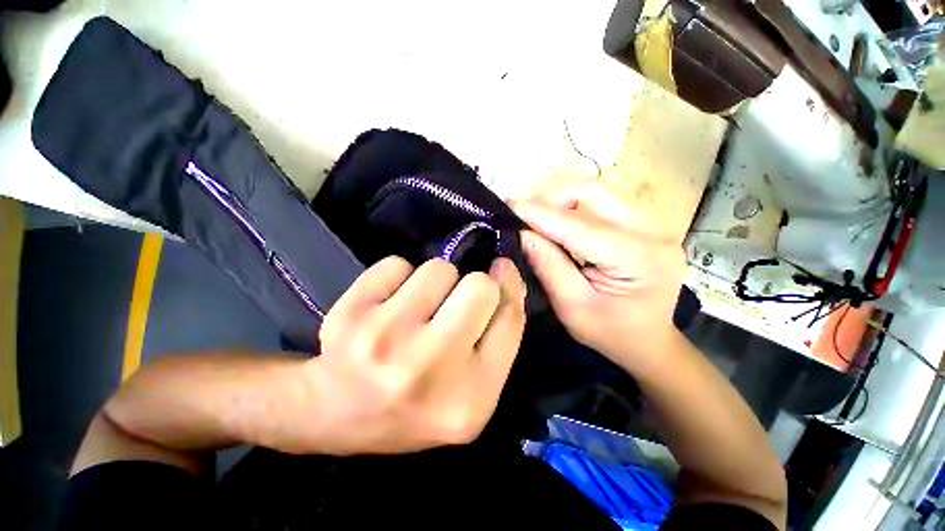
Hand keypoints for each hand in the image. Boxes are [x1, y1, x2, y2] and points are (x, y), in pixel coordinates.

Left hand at [294, 257, 525, 454]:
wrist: (337, 415)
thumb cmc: (416, 405)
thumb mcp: (473, 392)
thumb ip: (500, 338)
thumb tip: (509, 278)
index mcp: (470, 398)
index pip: (510, 317)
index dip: (511, 284)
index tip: (502, 270)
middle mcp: (428, 367)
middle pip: (479, 286)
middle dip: (475, 284)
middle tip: (456, 301)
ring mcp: (384, 339)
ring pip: (438, 269)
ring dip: (435, 282)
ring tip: (417, 310)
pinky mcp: (350, 314)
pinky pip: (397, 264)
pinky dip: (399, 277)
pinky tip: (387, 305)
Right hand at [512, 182, 685, 366]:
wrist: (648, 341)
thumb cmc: (610, 333)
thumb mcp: (572, 306)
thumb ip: (548, 266)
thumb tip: (522, 233)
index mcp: (638, 259)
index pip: (580, 226)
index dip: (541, 214)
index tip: (509, 206)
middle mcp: (652, 232)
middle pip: (596, 193)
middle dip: (553, 197)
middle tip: (523, 211)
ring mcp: (652, 225)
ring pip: (599, 192)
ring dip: (563, 199)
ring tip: (538, 215)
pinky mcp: (644, 225)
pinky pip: (605, 203)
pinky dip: (575, 206)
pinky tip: (559, 220)